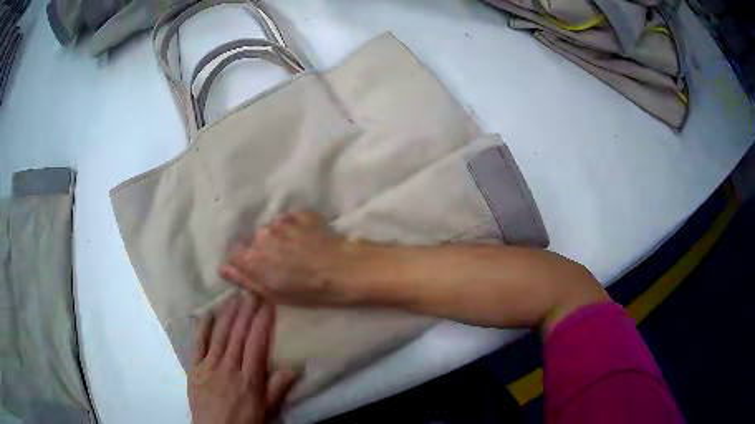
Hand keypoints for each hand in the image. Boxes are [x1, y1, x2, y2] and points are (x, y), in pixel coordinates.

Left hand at [189, 293, 295, 423]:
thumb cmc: (244, 422)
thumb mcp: (266, 410)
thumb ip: (277, 389)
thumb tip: (293, 368)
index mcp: (249, 379)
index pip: (256, 344)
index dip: (262, 323)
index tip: (267, 304)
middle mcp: (229, 368)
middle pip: (238, 336)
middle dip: (246, 312)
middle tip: (251, 291)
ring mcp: (209, 367)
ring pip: (219, 336)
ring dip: (227, 315)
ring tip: (233, 297)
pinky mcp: (194, 369)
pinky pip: (197, 346)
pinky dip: (201, 329)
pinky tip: (206, 315)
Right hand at [219, 210, 356, 304]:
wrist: (344, 270)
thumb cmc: (308, 291)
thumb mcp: (273, 294)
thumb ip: (244, 279)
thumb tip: (222, 268)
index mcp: (252, 257)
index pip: (234, 254)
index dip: (245, 263)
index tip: (257, 271)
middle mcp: (262, 235)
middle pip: (253, 241)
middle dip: (263, 251)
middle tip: (281, 264)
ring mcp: (282, 222)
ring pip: (271, 229)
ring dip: (279, 238)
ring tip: (296, 251)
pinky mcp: (300, 214)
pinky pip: (289, 219)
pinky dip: (294, 227)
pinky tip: (306, 239)